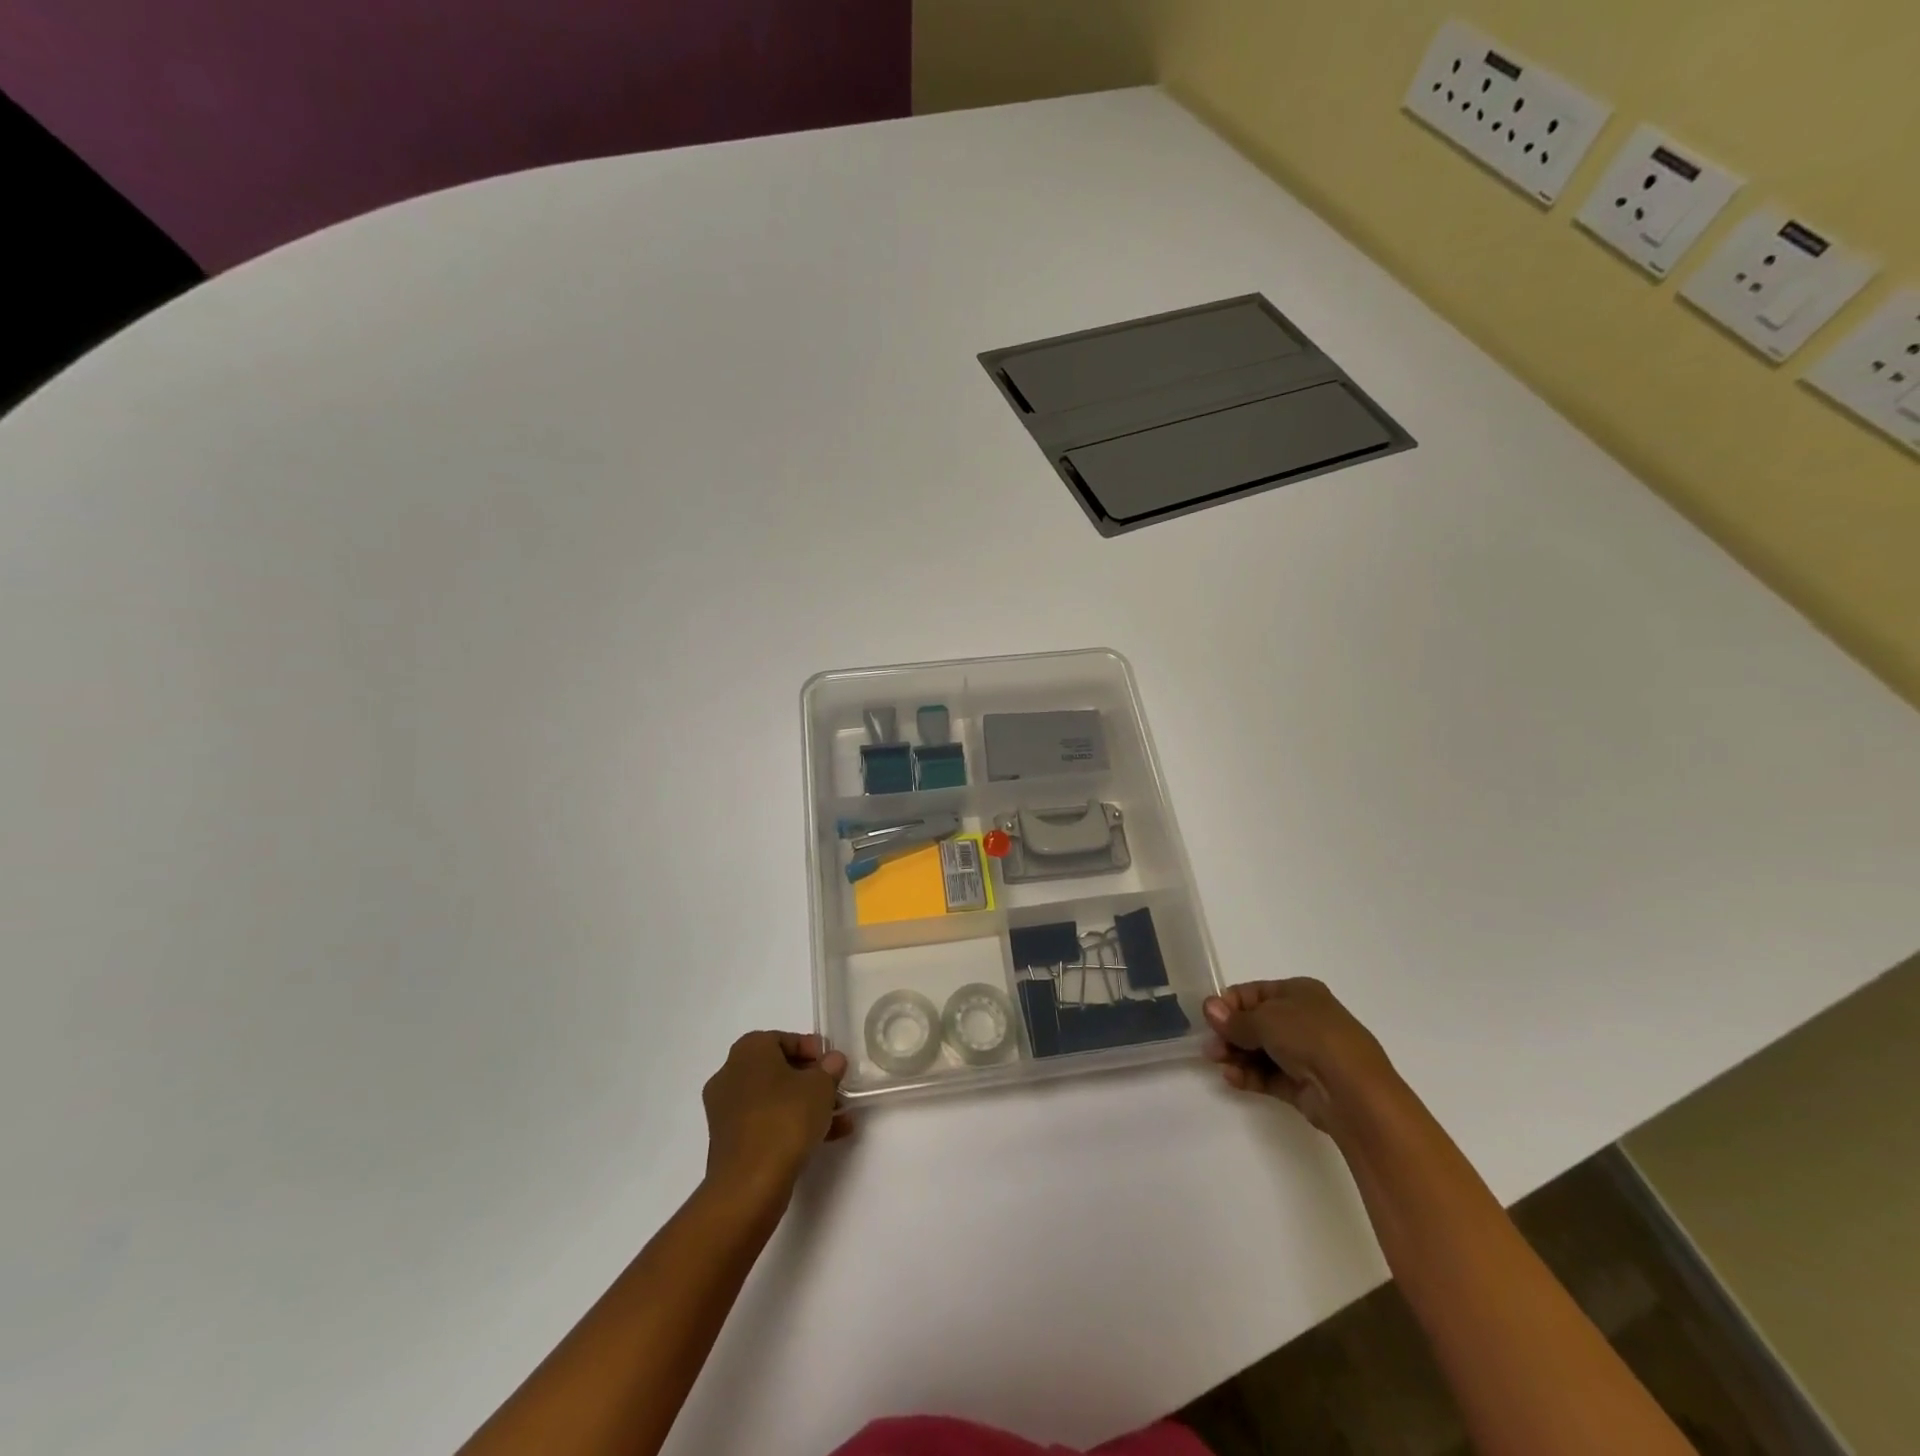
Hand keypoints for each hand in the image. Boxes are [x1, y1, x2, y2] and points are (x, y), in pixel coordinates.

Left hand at [702, 1031, 851, 1201]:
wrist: (748, 1185)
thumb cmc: (785, 1119)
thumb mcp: (820, 1087)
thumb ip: (830, 1069)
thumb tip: (833, 1061)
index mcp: (748, 1051)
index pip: (784, 1039)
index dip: (813, 1050)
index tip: (833, 1066)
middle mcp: (731, 1074)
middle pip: (778, 1069)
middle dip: (811, 1080)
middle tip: (836, 1091)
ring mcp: (726, 1110)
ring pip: (774, 1099)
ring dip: (805, 1105)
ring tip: (838, 1119)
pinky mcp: (729, 1141)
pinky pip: (765, 1122)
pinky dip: (790, 1125)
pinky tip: (824, 1138)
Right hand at [1203, 979, 1397, 1135]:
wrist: (1354, 1091)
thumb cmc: (1310, 1037)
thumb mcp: (1266, 1019)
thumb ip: (1235, 1019)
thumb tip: (1209, 1008)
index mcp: (1299, 993)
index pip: (1255, 993)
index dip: (1230, 1004)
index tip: (1209, 1019)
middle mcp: (1304, 1020)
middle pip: (1256, 1023)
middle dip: (1230, 1034)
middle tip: (1210, 1046)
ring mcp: (1305, 1054)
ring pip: (1261, 1051)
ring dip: (1236, 1055)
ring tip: (1218, 1062)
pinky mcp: (1304, 1085)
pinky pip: (1270, 1075)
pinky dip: (1250, 1075)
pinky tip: (1232, 1078)